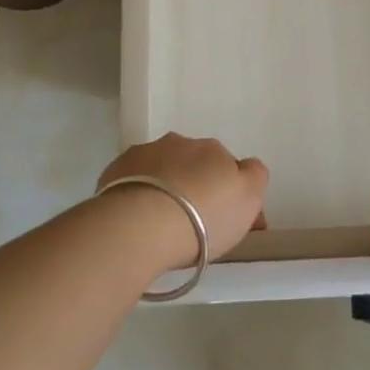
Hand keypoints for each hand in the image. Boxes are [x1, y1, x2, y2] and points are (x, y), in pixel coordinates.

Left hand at [94, 133, 268, 266]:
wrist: (141, 226)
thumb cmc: (203, 217)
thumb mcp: (248, 198)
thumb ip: (254, 177)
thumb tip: (246, 171)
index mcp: (214, 149)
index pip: (229, 166)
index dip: (229, 193)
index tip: (225, 222)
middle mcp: (180, 143)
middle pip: (194, 165)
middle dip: (195, 186)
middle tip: (193, 223)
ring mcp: (145, 153)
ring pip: (162, 169)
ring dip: (166, 187)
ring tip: (160, 222)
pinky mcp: (115, 170)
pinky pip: (133, 180)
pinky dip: (138, 193)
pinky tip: (136, 217)